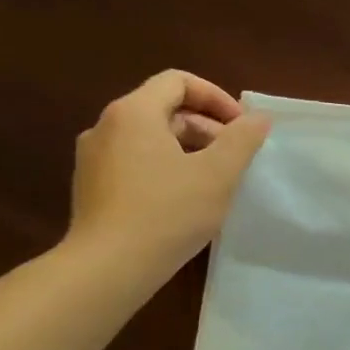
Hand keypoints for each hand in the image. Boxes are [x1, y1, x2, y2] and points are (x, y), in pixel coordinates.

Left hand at [67, 70, 270, 273]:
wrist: (108, 267)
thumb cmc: (168, 212)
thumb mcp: (219, 173)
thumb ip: (242, 139)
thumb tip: (258, 118)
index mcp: (133, 113)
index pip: (178, 81)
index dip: (216, 97)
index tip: (241, 127)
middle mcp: (106, 127)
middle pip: (164, 109)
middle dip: (206, 126)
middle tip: (235, 157)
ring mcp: (93, 158)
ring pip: (150, 138)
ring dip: (188, 149)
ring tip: (214, 180)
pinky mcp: (91, 187)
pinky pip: (135, 162)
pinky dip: (165, 167)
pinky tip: (184, 199)